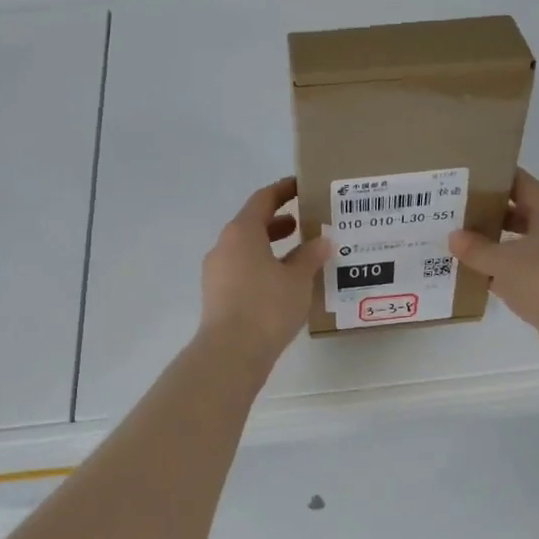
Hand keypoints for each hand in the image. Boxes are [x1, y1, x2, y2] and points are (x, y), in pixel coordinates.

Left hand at [200, 178, 332, 365]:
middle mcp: (224, 246)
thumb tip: (322, 241)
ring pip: (246, 249)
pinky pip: (241, 269)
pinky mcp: (216, 294)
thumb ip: (311, 256)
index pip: (263, 199)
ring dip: (270, 246)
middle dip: (279, 222)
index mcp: (241, 232)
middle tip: (305, 223)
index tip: (302, 186)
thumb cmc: (267, 306)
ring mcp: (216, 271)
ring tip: (299, 254)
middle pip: (252, 224)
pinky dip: (261, 266)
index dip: (283, 190)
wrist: (231, 352)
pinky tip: (282, 283)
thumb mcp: (297, 279)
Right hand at [448, 169, 538, 370]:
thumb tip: (454, 236)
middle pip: (520, 213)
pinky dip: (502, 273)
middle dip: (489, 213)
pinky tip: (475, 277)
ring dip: (494, 245)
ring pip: (521, 244)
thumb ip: (475, 248)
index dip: (494, 178)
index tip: (466, 178)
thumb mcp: (503, 261)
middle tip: (454, 213)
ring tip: (459, 244)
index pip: (521, 183)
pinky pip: (523, 272)